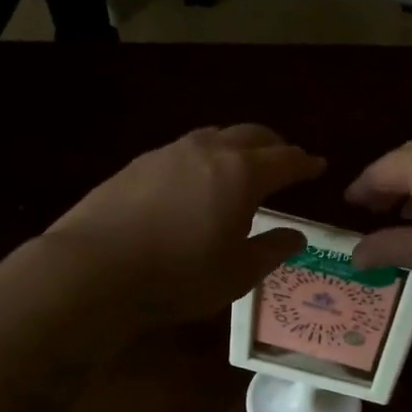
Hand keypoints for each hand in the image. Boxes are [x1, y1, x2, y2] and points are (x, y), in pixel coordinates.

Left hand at [41, 125, 324, 328]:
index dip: (305, 163)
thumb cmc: (178, 276)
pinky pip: (183, 151)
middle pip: (252, 135)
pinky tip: (195, 181)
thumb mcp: (236, 274)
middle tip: (286, 159)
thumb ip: (272, 250)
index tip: (318, 166)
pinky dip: (204, 158)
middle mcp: (208, 151)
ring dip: (237, 146)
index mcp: (241, 174)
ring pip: (214, 137)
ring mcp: (168, 153)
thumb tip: (297, 236)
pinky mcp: (137, 165)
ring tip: (241, 166)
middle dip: (275, 145)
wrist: (93, 269)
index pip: (285, 160)